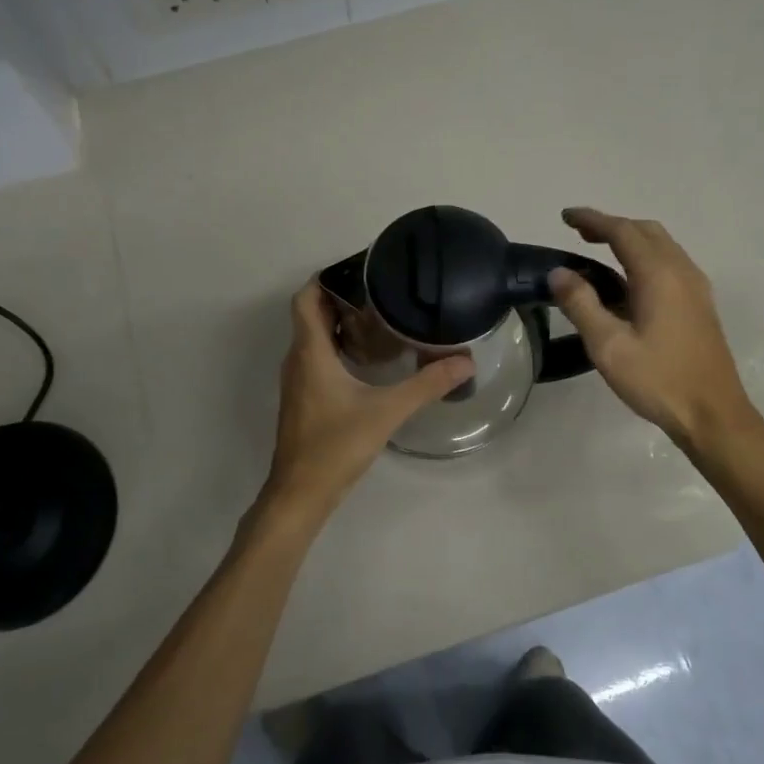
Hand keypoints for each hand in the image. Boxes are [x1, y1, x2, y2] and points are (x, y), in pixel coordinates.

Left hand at [255, 278, 474, 530]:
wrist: (301, 493)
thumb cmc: (335, 445)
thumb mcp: (386, 411)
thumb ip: (426, 385)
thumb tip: (465, 362)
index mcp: (310, 352)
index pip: (305, 298)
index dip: (325, 278)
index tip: (359, 271)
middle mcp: (298, 360)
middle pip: (312, 314)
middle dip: (340, 298)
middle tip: (380, 292)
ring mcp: (298, 380)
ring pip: (313, 337)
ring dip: (339, 323)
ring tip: (379, 318)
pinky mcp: (304, 398)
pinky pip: (316, 358)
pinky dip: (337, 347)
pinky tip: (367, 360)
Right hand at [549, 207, 762, 451]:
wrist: (713, 414)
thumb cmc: (658, 380)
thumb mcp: (608, 346)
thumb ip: (581, 304)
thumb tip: (558, 273)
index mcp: (659, 275)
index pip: (622, 231)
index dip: (592, 220)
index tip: (565, 216)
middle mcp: (682, 271)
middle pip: (645, 231)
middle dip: (611, 226)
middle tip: (579, 234)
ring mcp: (696, 287)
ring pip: (661, 245)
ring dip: (630, 240)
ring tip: (599, 251)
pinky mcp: (700, 304)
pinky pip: (670, 263)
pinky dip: (644, 257)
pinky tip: (628, 282)